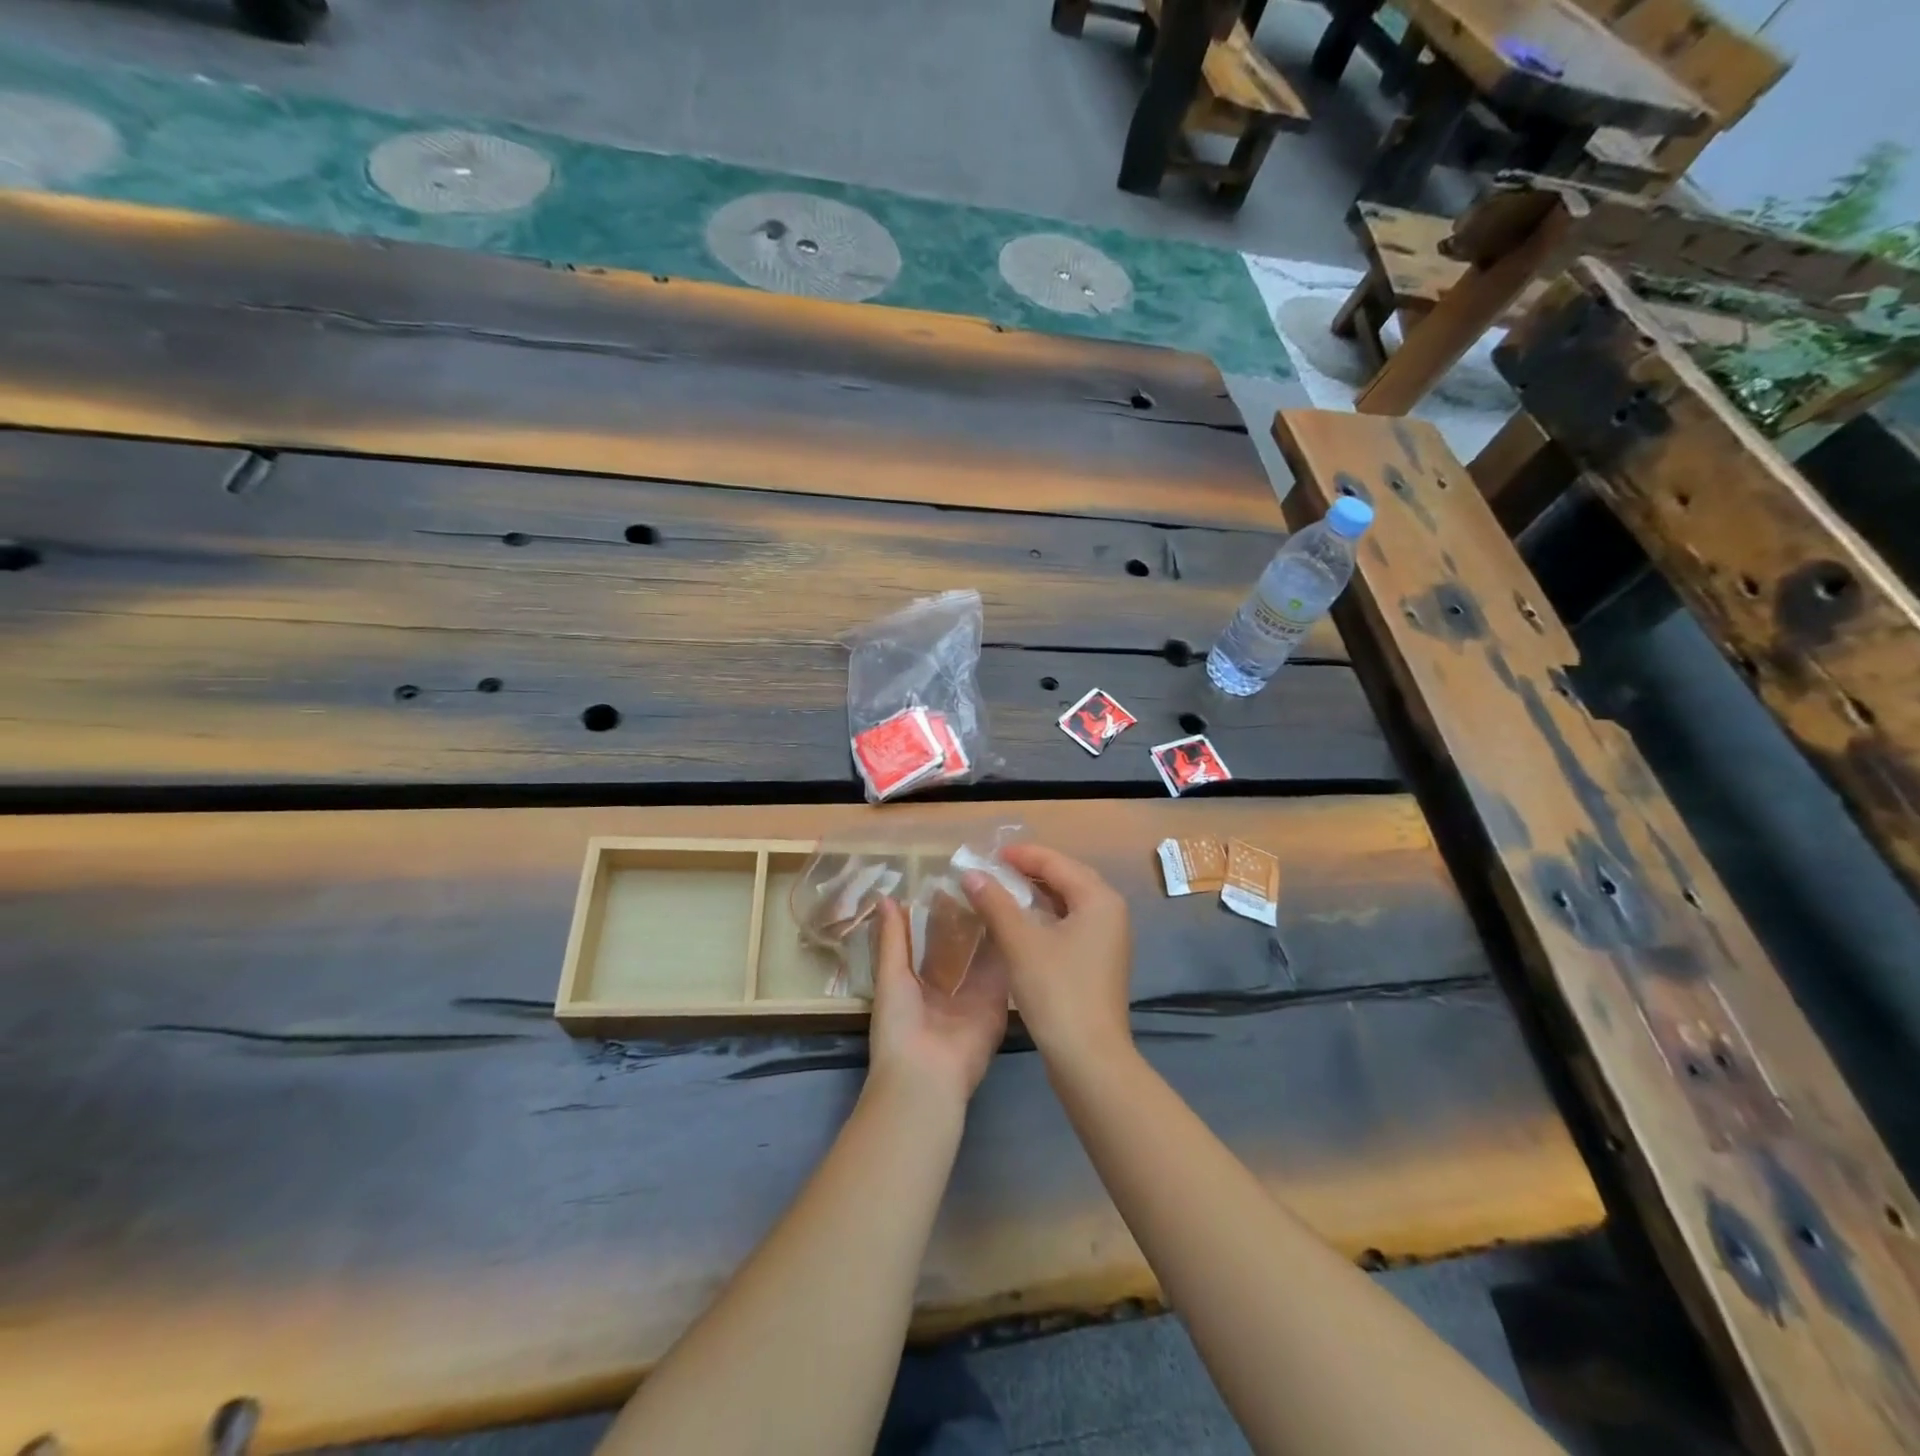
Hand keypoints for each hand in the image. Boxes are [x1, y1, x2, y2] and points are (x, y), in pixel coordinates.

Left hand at [866, 897, 1008, 1109]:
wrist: (926, 1075)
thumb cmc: (899, 1024)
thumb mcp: (890, 976)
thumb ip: (892, 939)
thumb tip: (885, 898)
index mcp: (918, 983)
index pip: (931, 943)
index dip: (938, 915)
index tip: (950, 880)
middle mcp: (949, 988)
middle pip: (961, 947)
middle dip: (968, 919)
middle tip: (981, 878)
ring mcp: (975, 995)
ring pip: (984, 955)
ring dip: (990, 927)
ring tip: (1001, 888)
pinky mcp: (998, 1003)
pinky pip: (1003, 971)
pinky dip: (1009, 946)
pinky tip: (1017, 915)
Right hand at [961, 844, 1132, 1074]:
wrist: (1089, 1058)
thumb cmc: (1057, 992)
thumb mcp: (1020, 943)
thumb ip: (995, 903)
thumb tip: (970, 873)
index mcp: (1099, 899)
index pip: (1056, 862)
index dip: (1021, 855)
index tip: (987, 855)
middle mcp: (1110, 912)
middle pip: (1066, 877)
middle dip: (1029, 871)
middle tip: (993, 869)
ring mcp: (1107, 938)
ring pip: (1067, 902)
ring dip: (1035, 894)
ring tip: (1000, 891)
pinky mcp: (1098, 961)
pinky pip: (1069, 923)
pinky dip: (1044, 917)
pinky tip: (1019, 924)